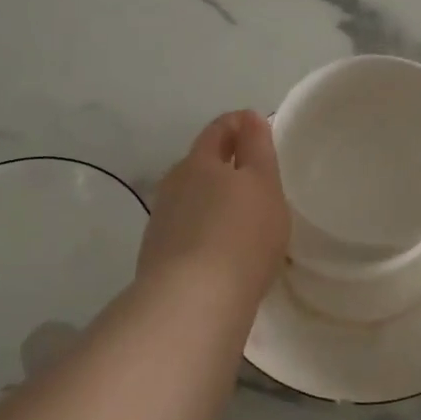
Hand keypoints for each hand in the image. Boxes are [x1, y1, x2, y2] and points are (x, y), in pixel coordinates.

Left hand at [137, 110, 289, 306]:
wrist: (192, 301)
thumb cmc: (240, 234)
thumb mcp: (263, 184)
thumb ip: (257, 148)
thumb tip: (249, 118)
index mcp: (199, 161)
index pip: (218, 129)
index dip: (239, 124)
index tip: (257, 127)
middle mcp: (174, 184)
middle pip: (200, 163)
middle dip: (224, 163)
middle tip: (253, 175)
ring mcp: (162, 221)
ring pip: (191, 198)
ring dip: (212, 199)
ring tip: (238, 215)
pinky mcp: (158, 255)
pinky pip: (186, 230)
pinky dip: (203, 229)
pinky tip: (219, 248)